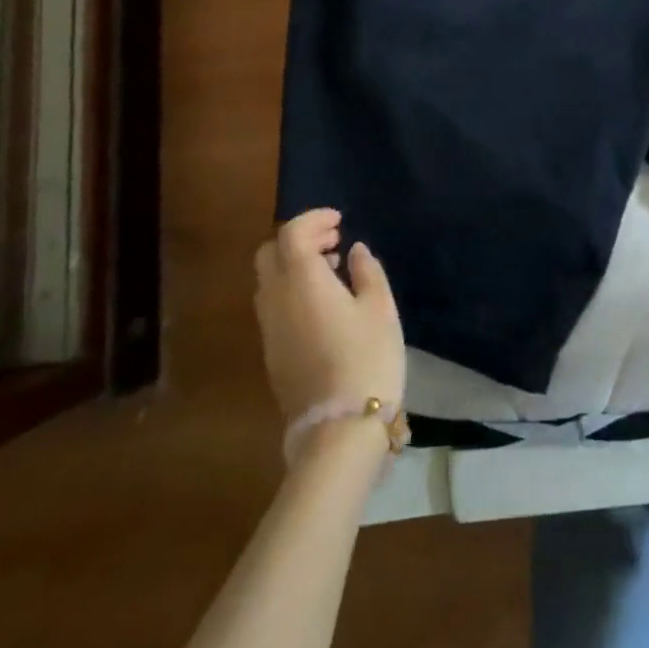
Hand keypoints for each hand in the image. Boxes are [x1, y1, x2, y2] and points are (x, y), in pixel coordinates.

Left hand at [254, 209, 404, 421]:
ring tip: (332, 270)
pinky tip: (323, 303)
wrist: (340, 428)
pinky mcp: (272, 353)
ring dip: (294, 264)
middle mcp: (276, 300)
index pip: (292, 234)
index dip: (314, 219)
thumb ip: (367, 272)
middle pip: (270, 253)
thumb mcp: (380, 308)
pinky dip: (291, 289)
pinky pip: (273, 304)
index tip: (340, 221)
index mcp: (302, 282)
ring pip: (268, 280)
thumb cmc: (367, 358)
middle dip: (298, 239)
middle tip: (333, 241)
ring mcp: (269, 329)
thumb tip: (353, 251)